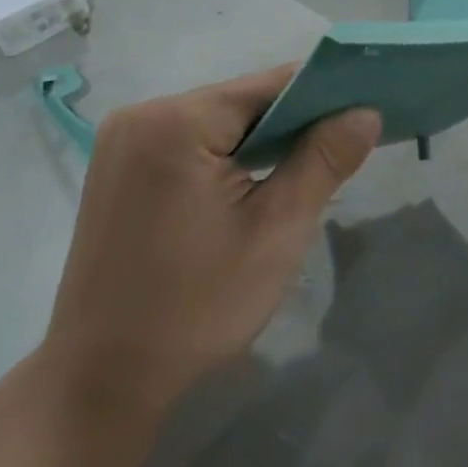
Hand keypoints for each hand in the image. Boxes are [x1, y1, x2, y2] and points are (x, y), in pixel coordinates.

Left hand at [41, 66, 380, 416]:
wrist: (101, 381)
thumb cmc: (196, 306)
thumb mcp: (276, 231)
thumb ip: (324, 160)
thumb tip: (366, 112)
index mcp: (176, 121)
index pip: (268, 86)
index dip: (321, 95)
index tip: (360, 114)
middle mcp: (142, 114)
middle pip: (239, 102)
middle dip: (289, 125)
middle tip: (333, 156)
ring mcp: (121, 141)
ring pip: (215, 123)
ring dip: (257, 143)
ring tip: (295, 175)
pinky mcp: (116, 168)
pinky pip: (186, 143)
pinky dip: (223, 157)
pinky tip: (245, 190)